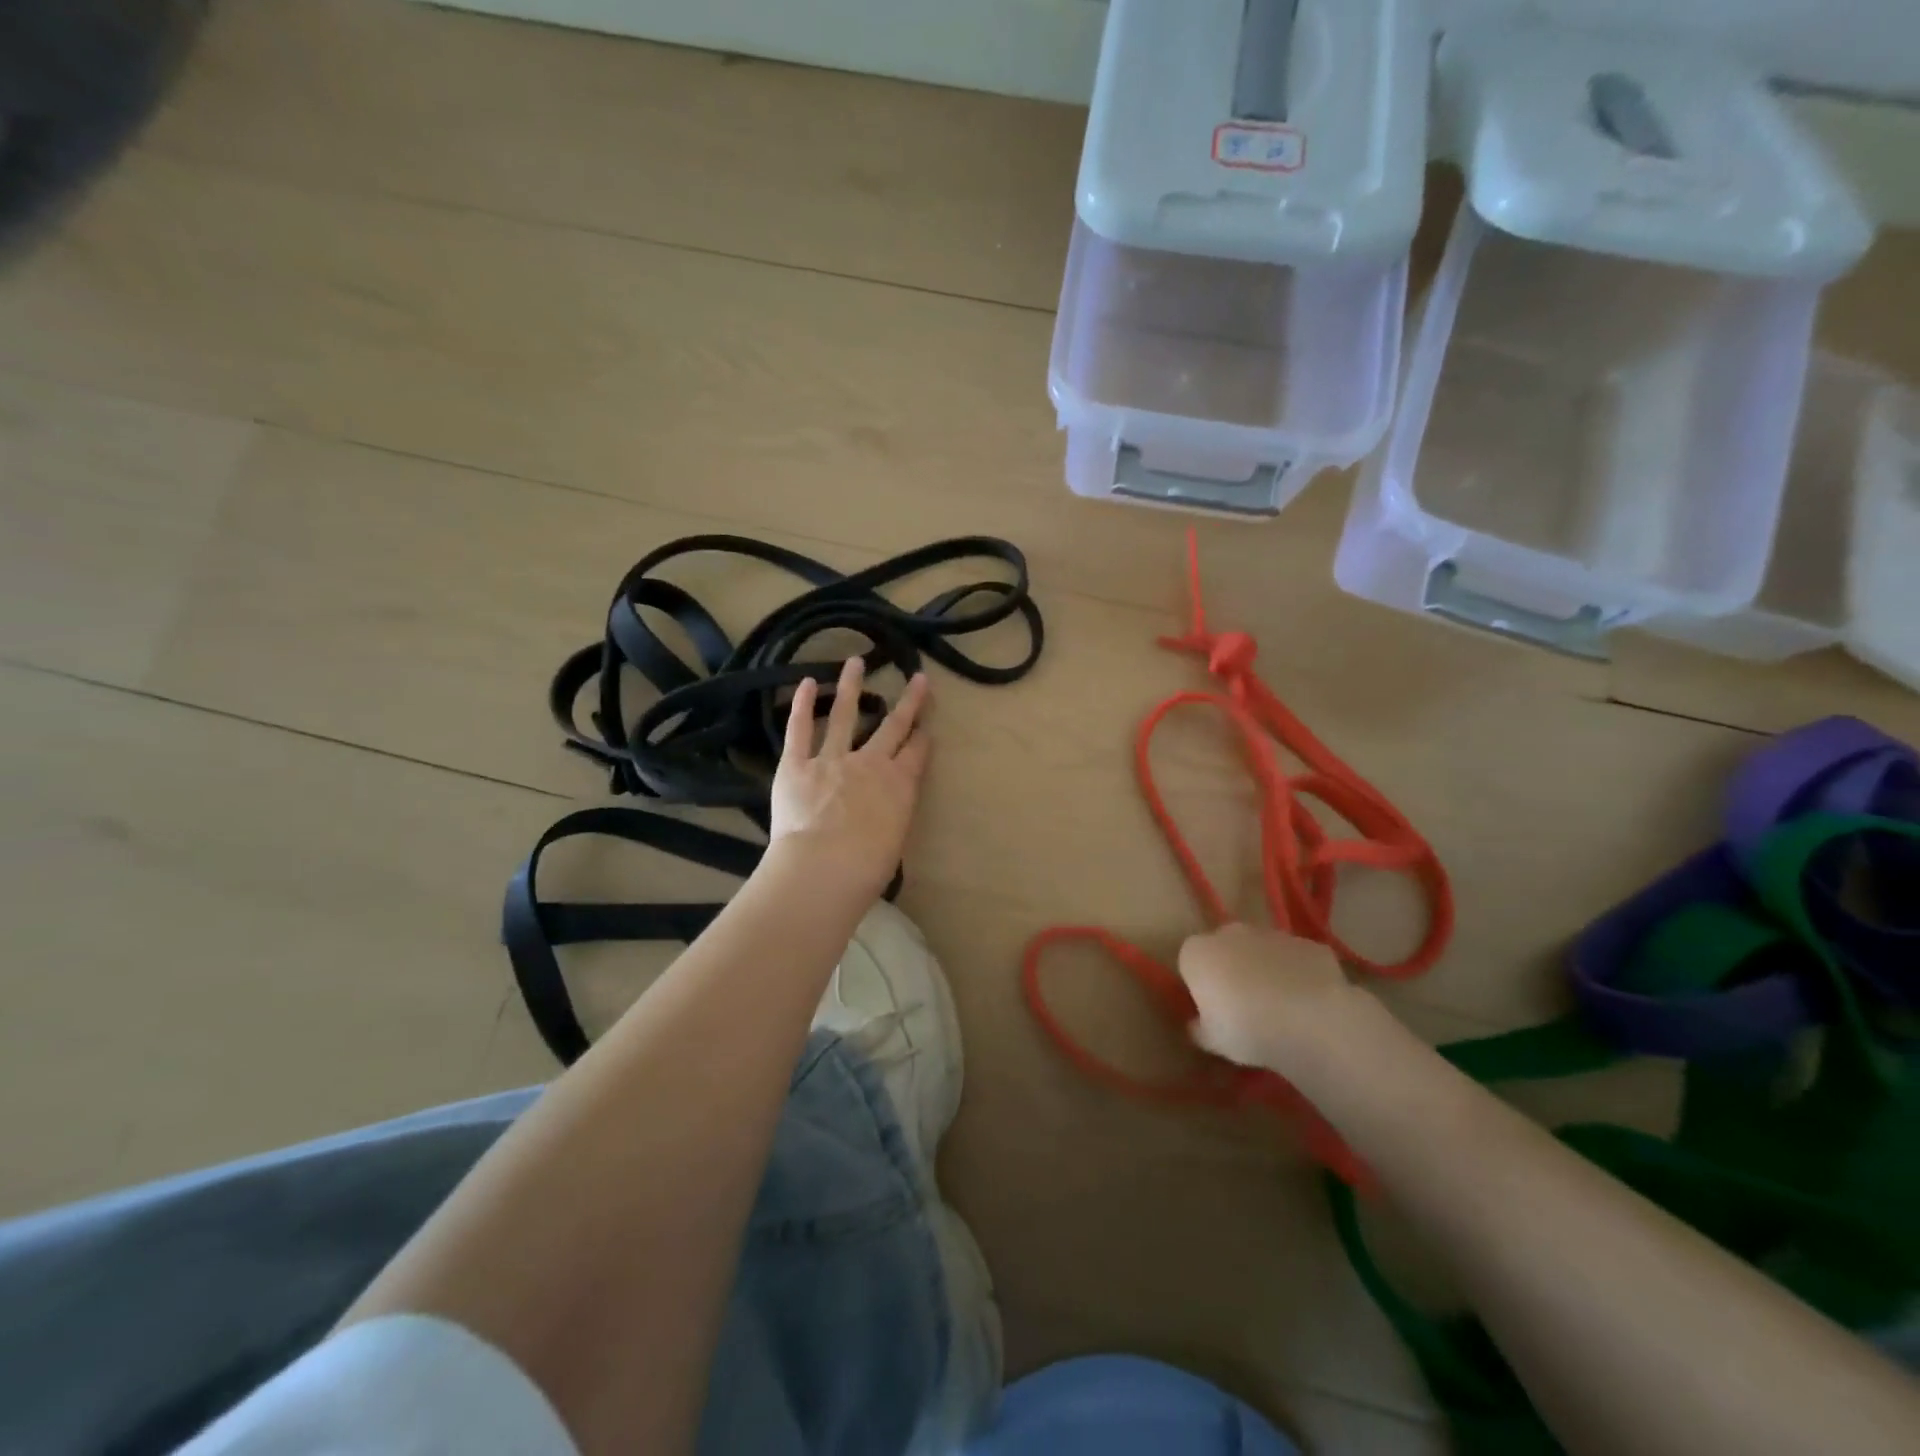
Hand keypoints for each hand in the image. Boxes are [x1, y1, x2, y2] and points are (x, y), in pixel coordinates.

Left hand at [768, 658, 931, 900]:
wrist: (826, 866)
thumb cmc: (867, 868)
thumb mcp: (893, 845)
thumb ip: (890, 822)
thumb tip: (881, 821)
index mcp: (899, 786)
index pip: (916, 754)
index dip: (923, 738)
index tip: (926, 727)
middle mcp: (870, 764)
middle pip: (893, 727)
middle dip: (909, 702)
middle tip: (918, 679)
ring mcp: (832, 759)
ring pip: (846, 715)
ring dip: (852, 687)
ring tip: (856, 661)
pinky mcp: (797, 764)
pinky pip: (800, 730)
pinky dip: (804, 705)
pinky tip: (809, 682)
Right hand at [1176, 923, 1362, 1071]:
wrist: (1311, 1022)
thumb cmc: (1246, 1030)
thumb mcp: (1212, 1041)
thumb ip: (1199, 1028)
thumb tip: (1197, 1025)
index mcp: (1197, 952)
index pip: (1190, 962)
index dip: (1200, 985)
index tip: (1211, 1009)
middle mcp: (1230, 933)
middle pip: (1225, 948)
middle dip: (1231, 969)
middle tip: (1243, 1006)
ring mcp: (1273, 935)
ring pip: (1262, 951)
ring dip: (1265, 970)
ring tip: (1280, 1008)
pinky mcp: (1309, 944)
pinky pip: (1297, 960)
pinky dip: (1299, 975)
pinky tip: (1309, 1005)